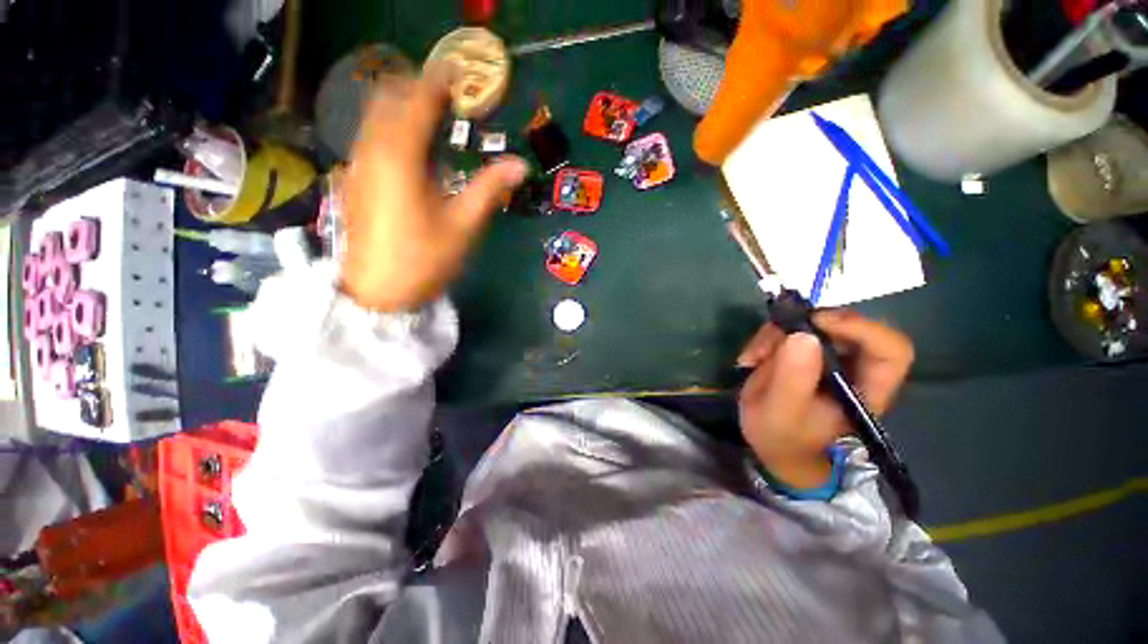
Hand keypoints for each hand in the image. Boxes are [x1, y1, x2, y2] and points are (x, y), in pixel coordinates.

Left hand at [339, 64, 528, 311]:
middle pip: (389, 99)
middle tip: (448, 95)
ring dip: (402, 107)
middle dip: (417, 89)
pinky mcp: (356, 181)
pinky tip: (410, 147)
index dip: (439, 83)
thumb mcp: (463, 225)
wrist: (377, 292)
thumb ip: (489, 189)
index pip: (418, 101)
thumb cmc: (423, 260)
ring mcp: (359, 165)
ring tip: (432, 114)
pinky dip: (391, 128)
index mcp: (401, 157)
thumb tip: (521, 165)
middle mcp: (373, 151)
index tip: (459, 74)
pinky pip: (371, 138)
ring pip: (376, 117)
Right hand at [736, 310, 913, 489]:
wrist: (771, 441)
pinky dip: (766, 337)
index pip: (890, 349)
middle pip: (845, 325)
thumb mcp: (782, 411)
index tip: (816, 323)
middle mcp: (855, 366)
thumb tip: (803, 335)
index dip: (861, 328)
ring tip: (753, 358)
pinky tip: (751, 358)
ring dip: (776, 334)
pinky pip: (790, 328)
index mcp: (867, 388)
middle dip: (801, 328)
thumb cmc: (782, 435)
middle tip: (769, 342)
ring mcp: (830, 355)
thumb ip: (793, 378)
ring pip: (812, 323)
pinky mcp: (806, 350)